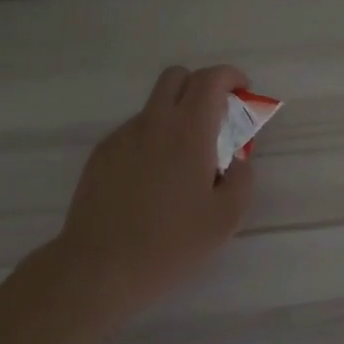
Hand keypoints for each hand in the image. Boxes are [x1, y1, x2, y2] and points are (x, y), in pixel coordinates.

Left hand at [48, 64, 255, 323]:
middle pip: (177, 77)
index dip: (231, 77)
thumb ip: (242, 178)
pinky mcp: (102, 154)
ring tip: (182, 162)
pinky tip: (152, 180)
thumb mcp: (226, 218)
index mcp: (188, 131)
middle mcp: (153, 122)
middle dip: (200, 86)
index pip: (210, 79)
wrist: (101, 266)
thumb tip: (237, 160)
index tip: (242, 92)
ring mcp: (123, 136)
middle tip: (215, 118)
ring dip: (175, 116)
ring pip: (154, 106)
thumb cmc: (171, 243)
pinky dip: (152, 139)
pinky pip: (134, 132)